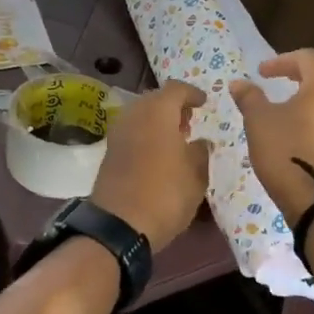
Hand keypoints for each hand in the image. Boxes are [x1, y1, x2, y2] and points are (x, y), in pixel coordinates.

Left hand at [89, 80, 211, 251]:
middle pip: (155, 100)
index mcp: (157, 112)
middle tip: (190, 122)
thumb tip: (201, 142)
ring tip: (176, 140)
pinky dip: (146, 135)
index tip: (204, 104)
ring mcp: (117, 133)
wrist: (119, 225)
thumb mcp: (196, 175)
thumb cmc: (166, 194)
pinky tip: (158, 155)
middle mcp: (134, 115)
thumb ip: (201, 152)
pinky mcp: (109, 152)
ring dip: (158, 122)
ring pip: (141, 116)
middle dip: (173, 107)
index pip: (176, 89)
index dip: (192, 94)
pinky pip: (132, 133)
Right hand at [229, 49, 313, 225]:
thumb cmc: (286, 150)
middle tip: (279, 80)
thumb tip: (239, 83)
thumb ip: (250, 97)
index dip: (281, 61)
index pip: (306, 57)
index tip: (261, 72)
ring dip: (312, 94)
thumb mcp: (259, 120)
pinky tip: (302, 127)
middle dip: (300, 74)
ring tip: (290, 103)